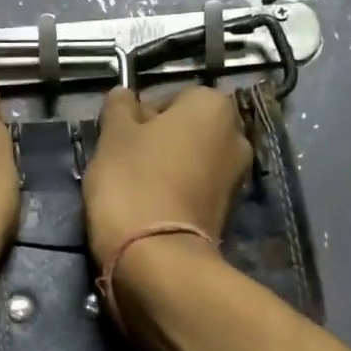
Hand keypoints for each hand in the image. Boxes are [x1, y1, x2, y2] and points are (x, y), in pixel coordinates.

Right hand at [83, 86, 251, 270]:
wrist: (157, 256)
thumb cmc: (133, 182)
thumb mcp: (113, 135)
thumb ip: (119, 107)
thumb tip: (125, 95)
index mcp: (213, 105)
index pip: (171, 97)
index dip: (141, 116)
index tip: (121, 139)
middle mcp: (236, 135)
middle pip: (186, 130)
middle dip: (159, 142)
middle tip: (126, 163)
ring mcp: (237, 176)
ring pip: (191, 161)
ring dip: (168, 169)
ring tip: (137, 191)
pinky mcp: (229, 212)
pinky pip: (196, 190)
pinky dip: (178, 194)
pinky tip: (153, 210)